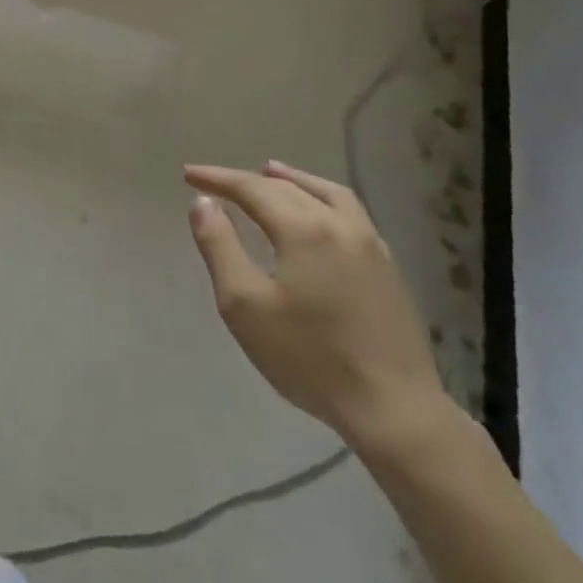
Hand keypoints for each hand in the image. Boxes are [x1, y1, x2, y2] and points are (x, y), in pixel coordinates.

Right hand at [184, 160, 447, 454]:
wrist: (394, 409)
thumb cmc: (309, 357)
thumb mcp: (244, 304)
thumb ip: (219, 246)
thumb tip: (203, 202)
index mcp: (304, 229)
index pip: (252, 188)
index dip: (218, 178)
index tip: (189, 173)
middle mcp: (339, 224)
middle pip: (287, 188)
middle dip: (248, 180)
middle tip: (216, 182)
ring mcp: (370, 245)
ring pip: (326, 194)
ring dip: (293, 180)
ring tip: (271, 172)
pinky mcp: (387, 268)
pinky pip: (349, 213)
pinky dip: (322, 198)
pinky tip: (317, 215)